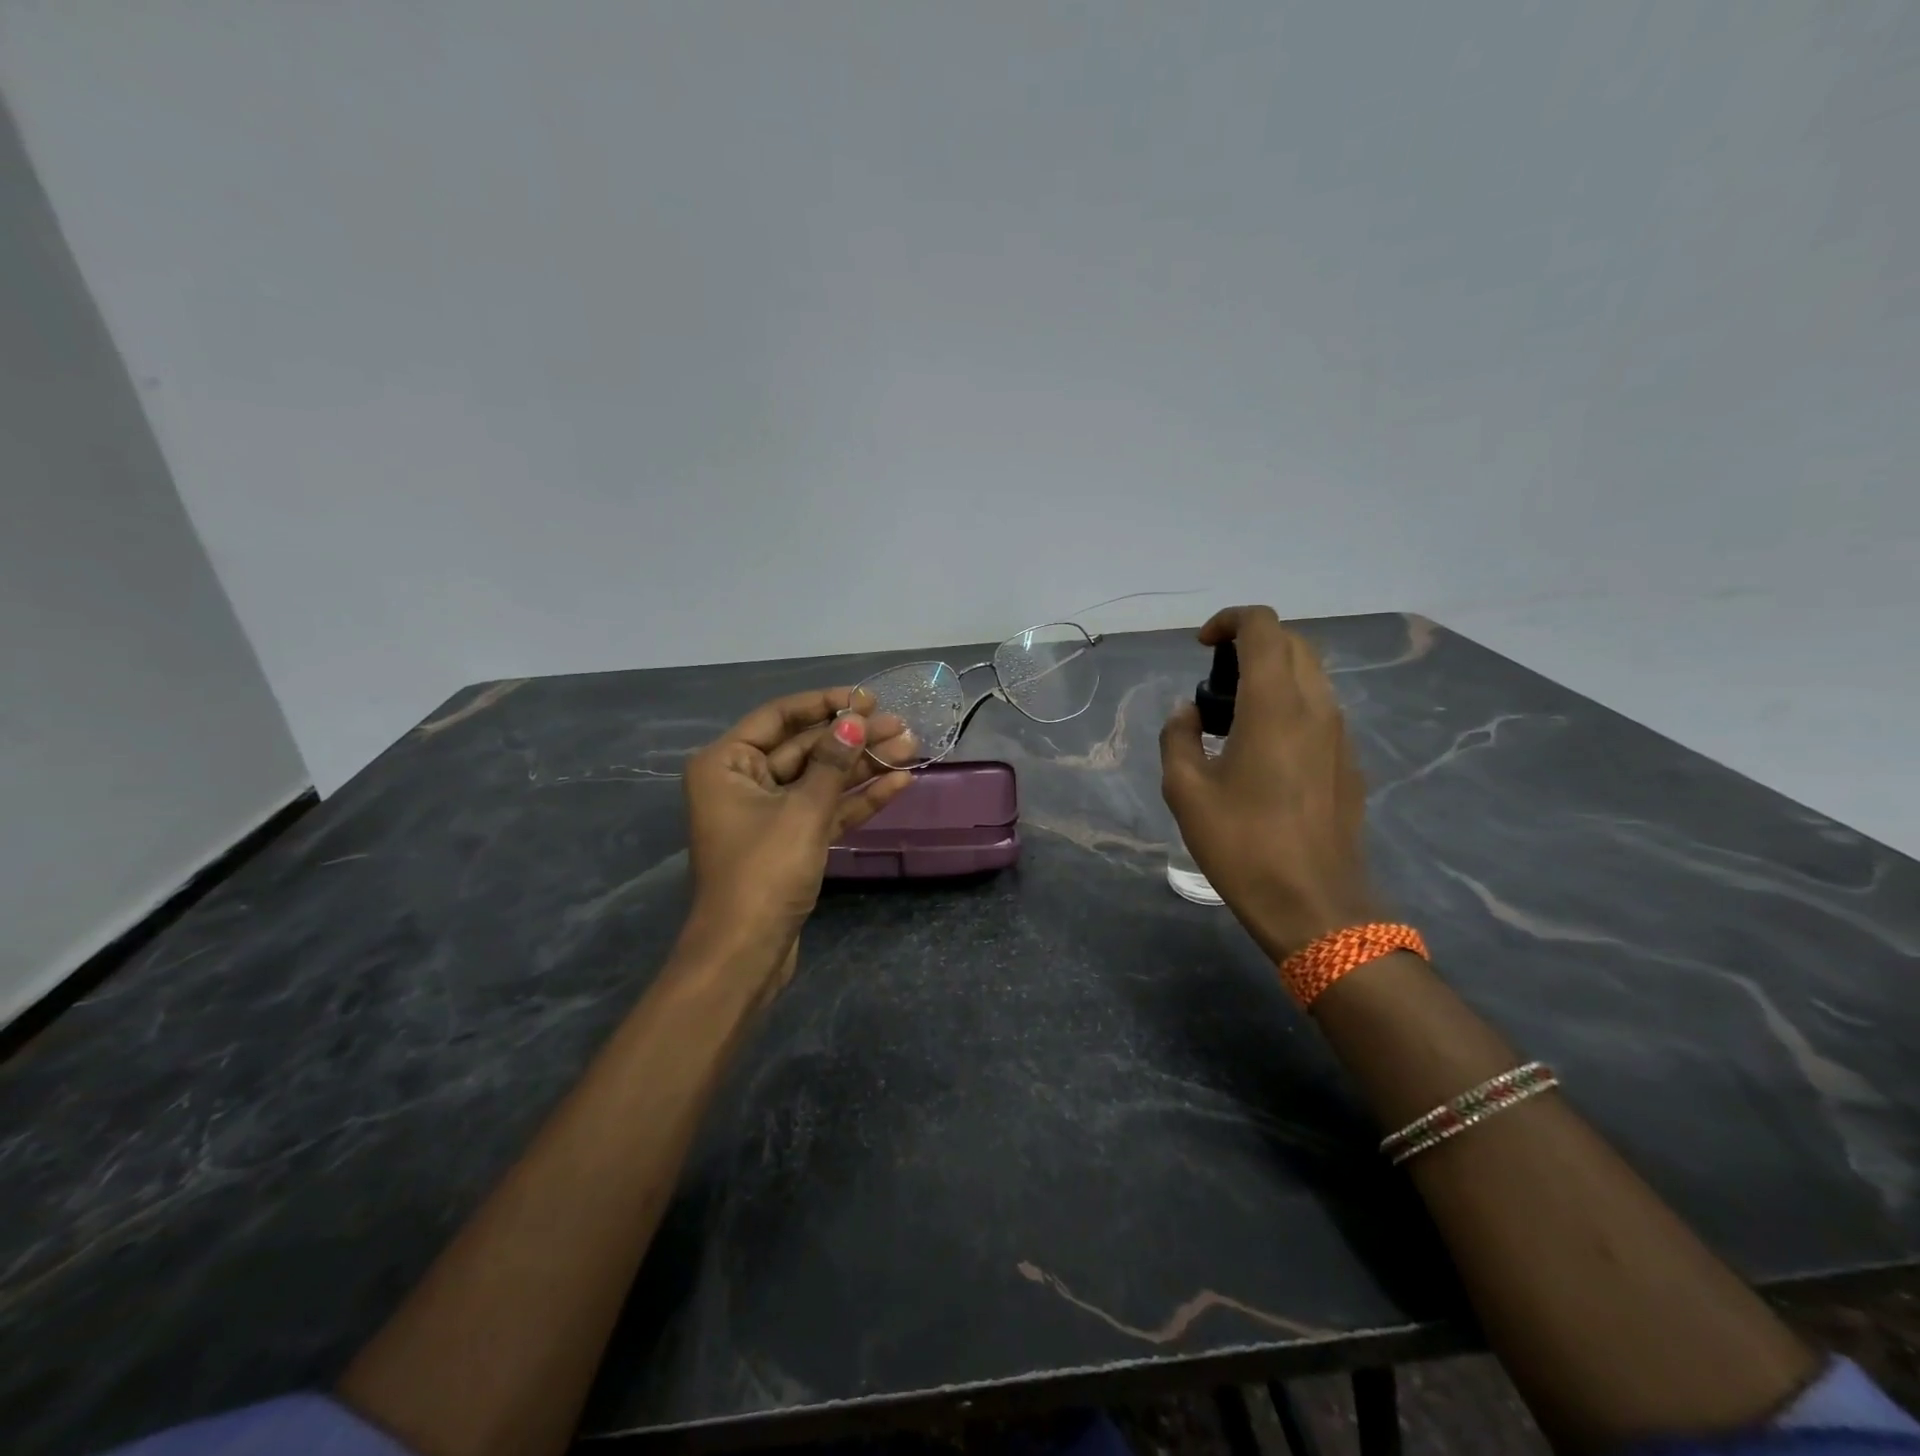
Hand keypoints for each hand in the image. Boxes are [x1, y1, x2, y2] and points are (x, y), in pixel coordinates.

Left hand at [682, 686, 915, 990]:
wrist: (745, 954)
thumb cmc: (763, 872)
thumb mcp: (802, 811)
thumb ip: (832, 762)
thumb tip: (855, 719)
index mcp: (727, 764)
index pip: (780, 717)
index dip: (825, 704)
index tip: (866, 698)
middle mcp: (743, 781)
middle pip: (806, 748)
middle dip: (853, 737)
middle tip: (901, 725)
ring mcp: (769, 814)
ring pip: (821, 780)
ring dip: (863, 766)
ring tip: (911, 747)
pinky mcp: (791, 842)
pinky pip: (826, 810)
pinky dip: (858, 799)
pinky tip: (898, 783)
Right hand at [1159, 606, 1376, 961]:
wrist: (1314, 905)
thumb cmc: (1242, 845)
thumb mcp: (1185, 791)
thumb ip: (1178, 737)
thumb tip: (1187, 713)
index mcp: (1274, 705)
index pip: (1262, 627)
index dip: (1229, 621)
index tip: (1200, 647)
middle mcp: (1316, 706)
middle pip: (1292, 643)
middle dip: (1250, 644)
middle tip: (1213, 681)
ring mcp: (1339, 733)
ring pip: (1311, 674)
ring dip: (1271, 674)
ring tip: (1232, 715)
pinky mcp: (1348, 760)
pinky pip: (1319, 708)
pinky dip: (1289, 703)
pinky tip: (1261, 748)